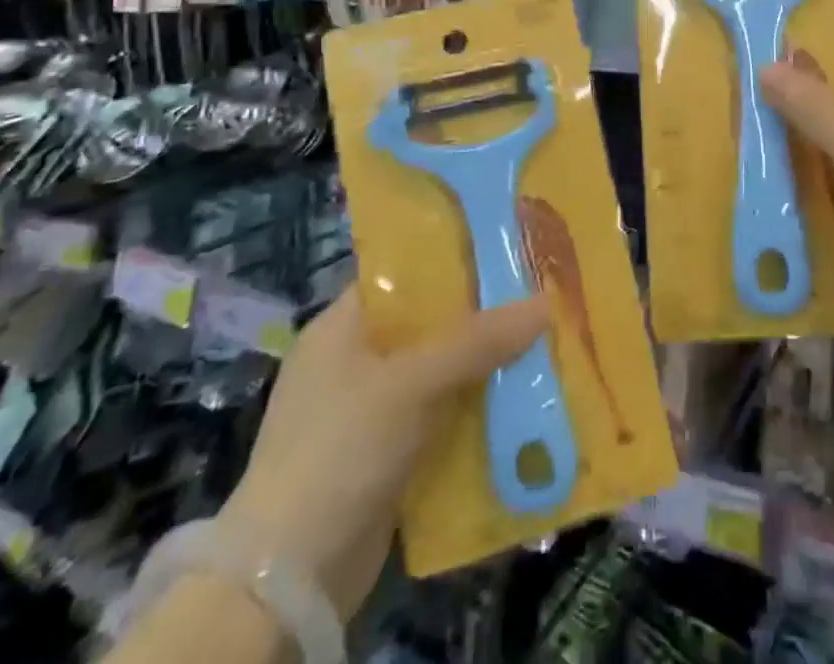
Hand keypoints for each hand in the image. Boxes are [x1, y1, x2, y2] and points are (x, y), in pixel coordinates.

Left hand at [220, 288, 546, 617]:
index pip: (403, 275)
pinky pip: (440, 416)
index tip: (507, 253)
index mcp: (341, 327)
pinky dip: (473, 410)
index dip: (454, 260)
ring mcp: (368, 412)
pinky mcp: (385, 455)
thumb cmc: (341, 449)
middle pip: (428, 324)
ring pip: (440, 373)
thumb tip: (545, 302)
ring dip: (483, 367)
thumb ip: (478, 340)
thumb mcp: (413, 383)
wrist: (289, 580)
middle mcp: (353, 361)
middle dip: (481, 318)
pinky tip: (519, 401)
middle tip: (538, 298)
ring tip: (542, 345)